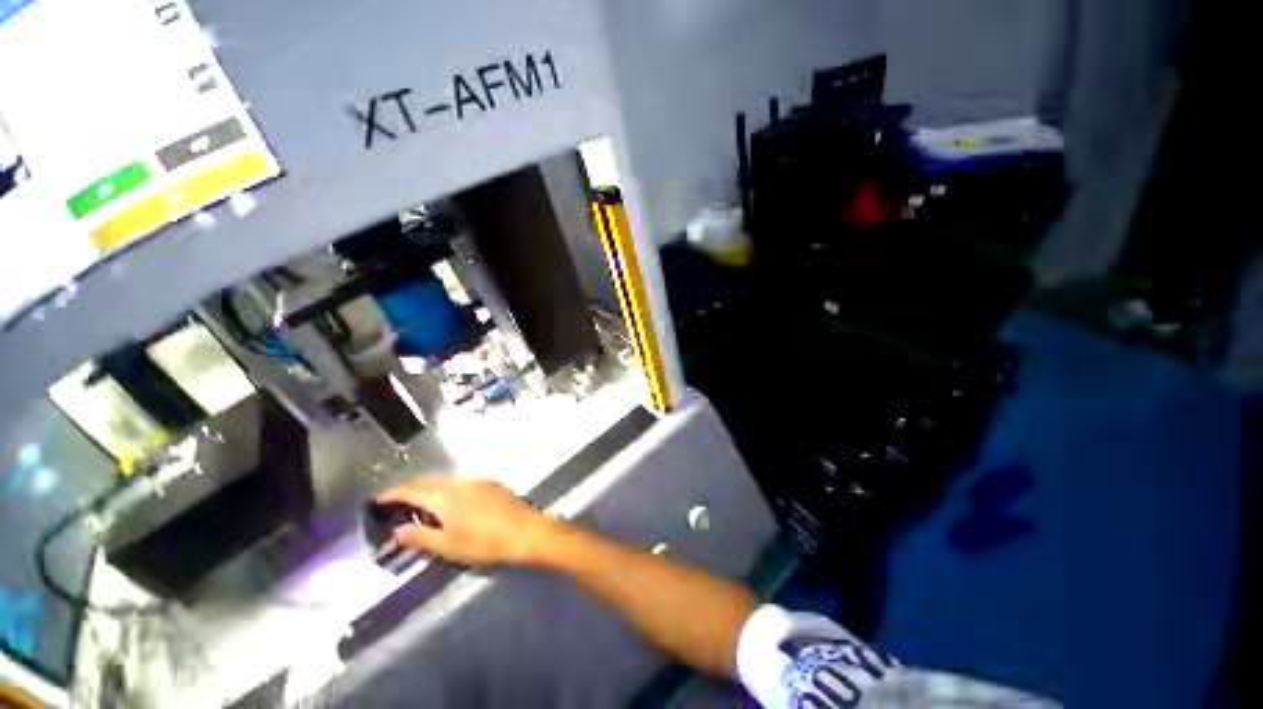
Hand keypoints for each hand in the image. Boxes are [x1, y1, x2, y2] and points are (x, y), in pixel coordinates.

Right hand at [376, 476, 557, 566]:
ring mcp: (477, 480)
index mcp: (444, 496)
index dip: (393, 494)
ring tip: (422, 500)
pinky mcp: (491, 483)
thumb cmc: (483, 542)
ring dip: (430, 486)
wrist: (523, 530)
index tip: (379, 499)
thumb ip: (420, 536)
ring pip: (446, 479)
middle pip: (429, 481)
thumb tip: (398, 530)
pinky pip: (462, 481)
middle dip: (411, 488)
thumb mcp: (447, 545)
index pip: (412, 490)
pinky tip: (451, 499)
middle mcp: (459, 482)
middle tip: (397, 500)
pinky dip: (448, 487)